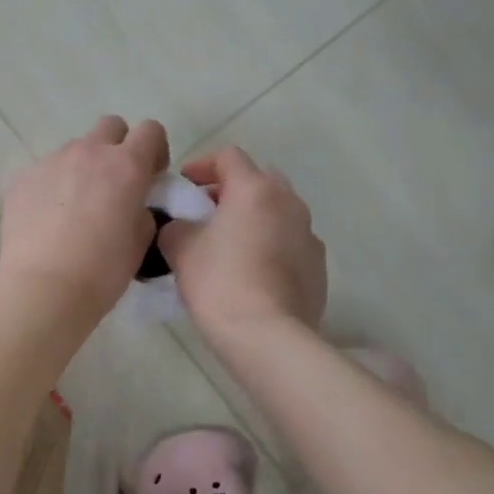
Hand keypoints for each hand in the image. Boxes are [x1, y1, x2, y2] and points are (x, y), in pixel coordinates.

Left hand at [0, 116, 169, 321]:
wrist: (44, 289)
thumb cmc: (103, 271)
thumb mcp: (140, 241)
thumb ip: (142, 210)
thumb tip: (132, 203)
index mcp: (126, 165)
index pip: (150, 130)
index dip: (154, 150)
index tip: (150, 176)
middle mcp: (88, 153)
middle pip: (110, 126)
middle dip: (118, 147)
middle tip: (114, 184)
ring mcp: (51, 162)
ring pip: (74, 149)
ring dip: (82, 168)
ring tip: (75, 207)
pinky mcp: (22, 178)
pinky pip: (45, 171)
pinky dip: (52, 187)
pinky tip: (48, 220)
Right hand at [158, 147, 326, 344]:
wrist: (267, 336)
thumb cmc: (219, 282)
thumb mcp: (180, 249)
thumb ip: (175, 227)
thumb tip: (180, 227)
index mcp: (255, 189)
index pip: (228, 157)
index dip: (202, 164)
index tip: (184, 185)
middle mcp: (289, 202)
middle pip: (259, 179)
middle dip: (232, 189)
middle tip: (207, 211)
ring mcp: (309, 234)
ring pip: (278, 210)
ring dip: (254, 217)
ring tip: (230, 243)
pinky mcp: (318, 265)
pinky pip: (290, 241)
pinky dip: (271, 244)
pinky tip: (253, 271)